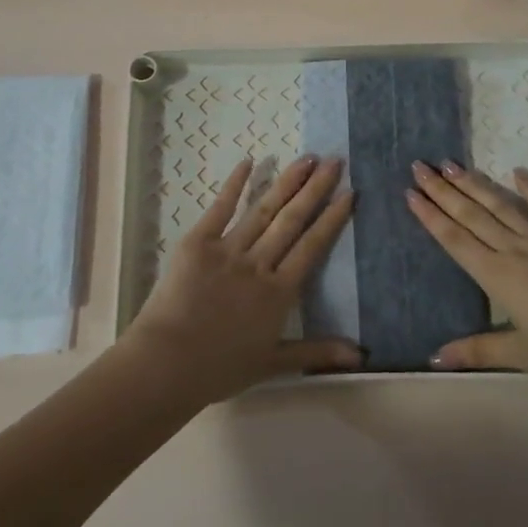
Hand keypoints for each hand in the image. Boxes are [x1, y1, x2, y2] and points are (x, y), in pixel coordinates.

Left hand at [121, 155, 361, 404]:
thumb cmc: (219, 368)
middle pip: (292, 220)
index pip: (312, 246)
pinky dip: (234, 185)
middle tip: (334, 160)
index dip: (332, 218)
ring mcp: (228, 250)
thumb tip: (361, 355)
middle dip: (315, 189)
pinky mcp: (197, 243)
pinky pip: (220, 209)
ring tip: (306, 158)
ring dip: (286, 182)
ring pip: (264, 210)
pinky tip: (248, 162)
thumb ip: (317, 352)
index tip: (349, 192)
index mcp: (279, 292)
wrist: (166, 364)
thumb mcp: (273, 363)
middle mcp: (259, 264)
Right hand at [407, 162, 527, 383]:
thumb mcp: (521, 353)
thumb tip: (433, 358)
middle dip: (443, 190)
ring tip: (452, 164)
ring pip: (501, 205)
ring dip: (475, 184)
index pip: (455, 240)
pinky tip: (517, 172)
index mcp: (497, 277)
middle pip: (471, 215)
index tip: (411, 193)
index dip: (431, 216)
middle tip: (420, 165)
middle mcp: (514, 250)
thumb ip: (477, 350)